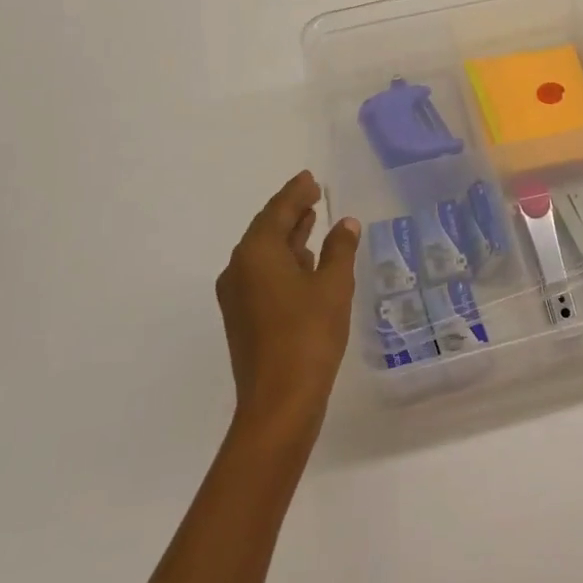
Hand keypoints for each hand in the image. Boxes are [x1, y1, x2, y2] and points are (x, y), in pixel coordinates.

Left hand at [215, 172, 360, 442]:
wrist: (279, 403)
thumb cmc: (308, 336)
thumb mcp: (333, 286)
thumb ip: (339, 249)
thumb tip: (345, 224)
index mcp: (257, 253)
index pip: (278, 210)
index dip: (296, 192)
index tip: (310, 178)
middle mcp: (240, 269)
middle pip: (266, 229)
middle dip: (290, 211)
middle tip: (313, 194)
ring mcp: (238, 296)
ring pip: (263, 254)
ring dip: (288, 237)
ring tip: (312, 221)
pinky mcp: (243, 318)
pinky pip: (262, 274)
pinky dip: (283, 261)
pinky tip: (305, 263)